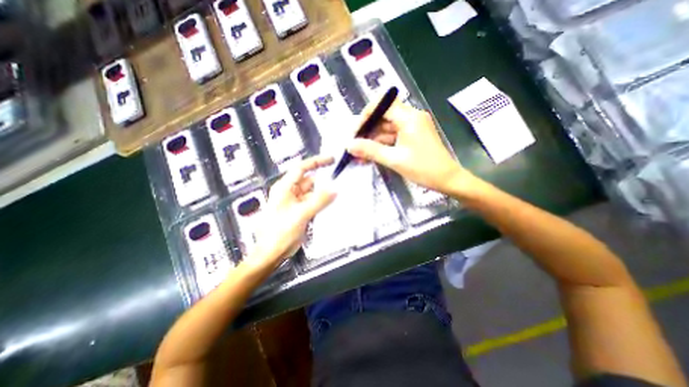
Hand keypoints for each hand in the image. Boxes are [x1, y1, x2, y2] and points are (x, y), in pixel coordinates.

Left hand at [254, 156, 338, 267]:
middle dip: (324, 181)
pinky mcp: (301, 211)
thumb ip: (319, 201)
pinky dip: (322, 202)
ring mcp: (296, 202)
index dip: (317, 162)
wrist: (272, 252)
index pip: (302, 168)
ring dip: (324, 193)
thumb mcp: (301, 214)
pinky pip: (314, 202)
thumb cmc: (278, 233)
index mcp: (285, 188)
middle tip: (339, 181)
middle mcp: (290, 192)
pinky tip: (331, 204)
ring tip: (338, 193)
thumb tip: (334, 190)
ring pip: (313, 192)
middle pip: (310, 181)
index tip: (331, 160)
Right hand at [347, 98, 471, 194]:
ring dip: (373, 140)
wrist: (447, 179)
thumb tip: (349, 146)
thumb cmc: (424, 169)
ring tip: (359, 155)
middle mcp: (411, 117)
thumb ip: (371, 151)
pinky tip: (371, 155)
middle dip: (367, 131)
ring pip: (386, 128)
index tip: (356, 132)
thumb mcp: (394, 160)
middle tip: (355, 147)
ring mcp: (412, 126)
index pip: (382, 104)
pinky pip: (393, 136)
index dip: (366, 115)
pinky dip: (382, 145)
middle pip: (383, 117)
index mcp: (409, 118)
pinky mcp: (412, 136)